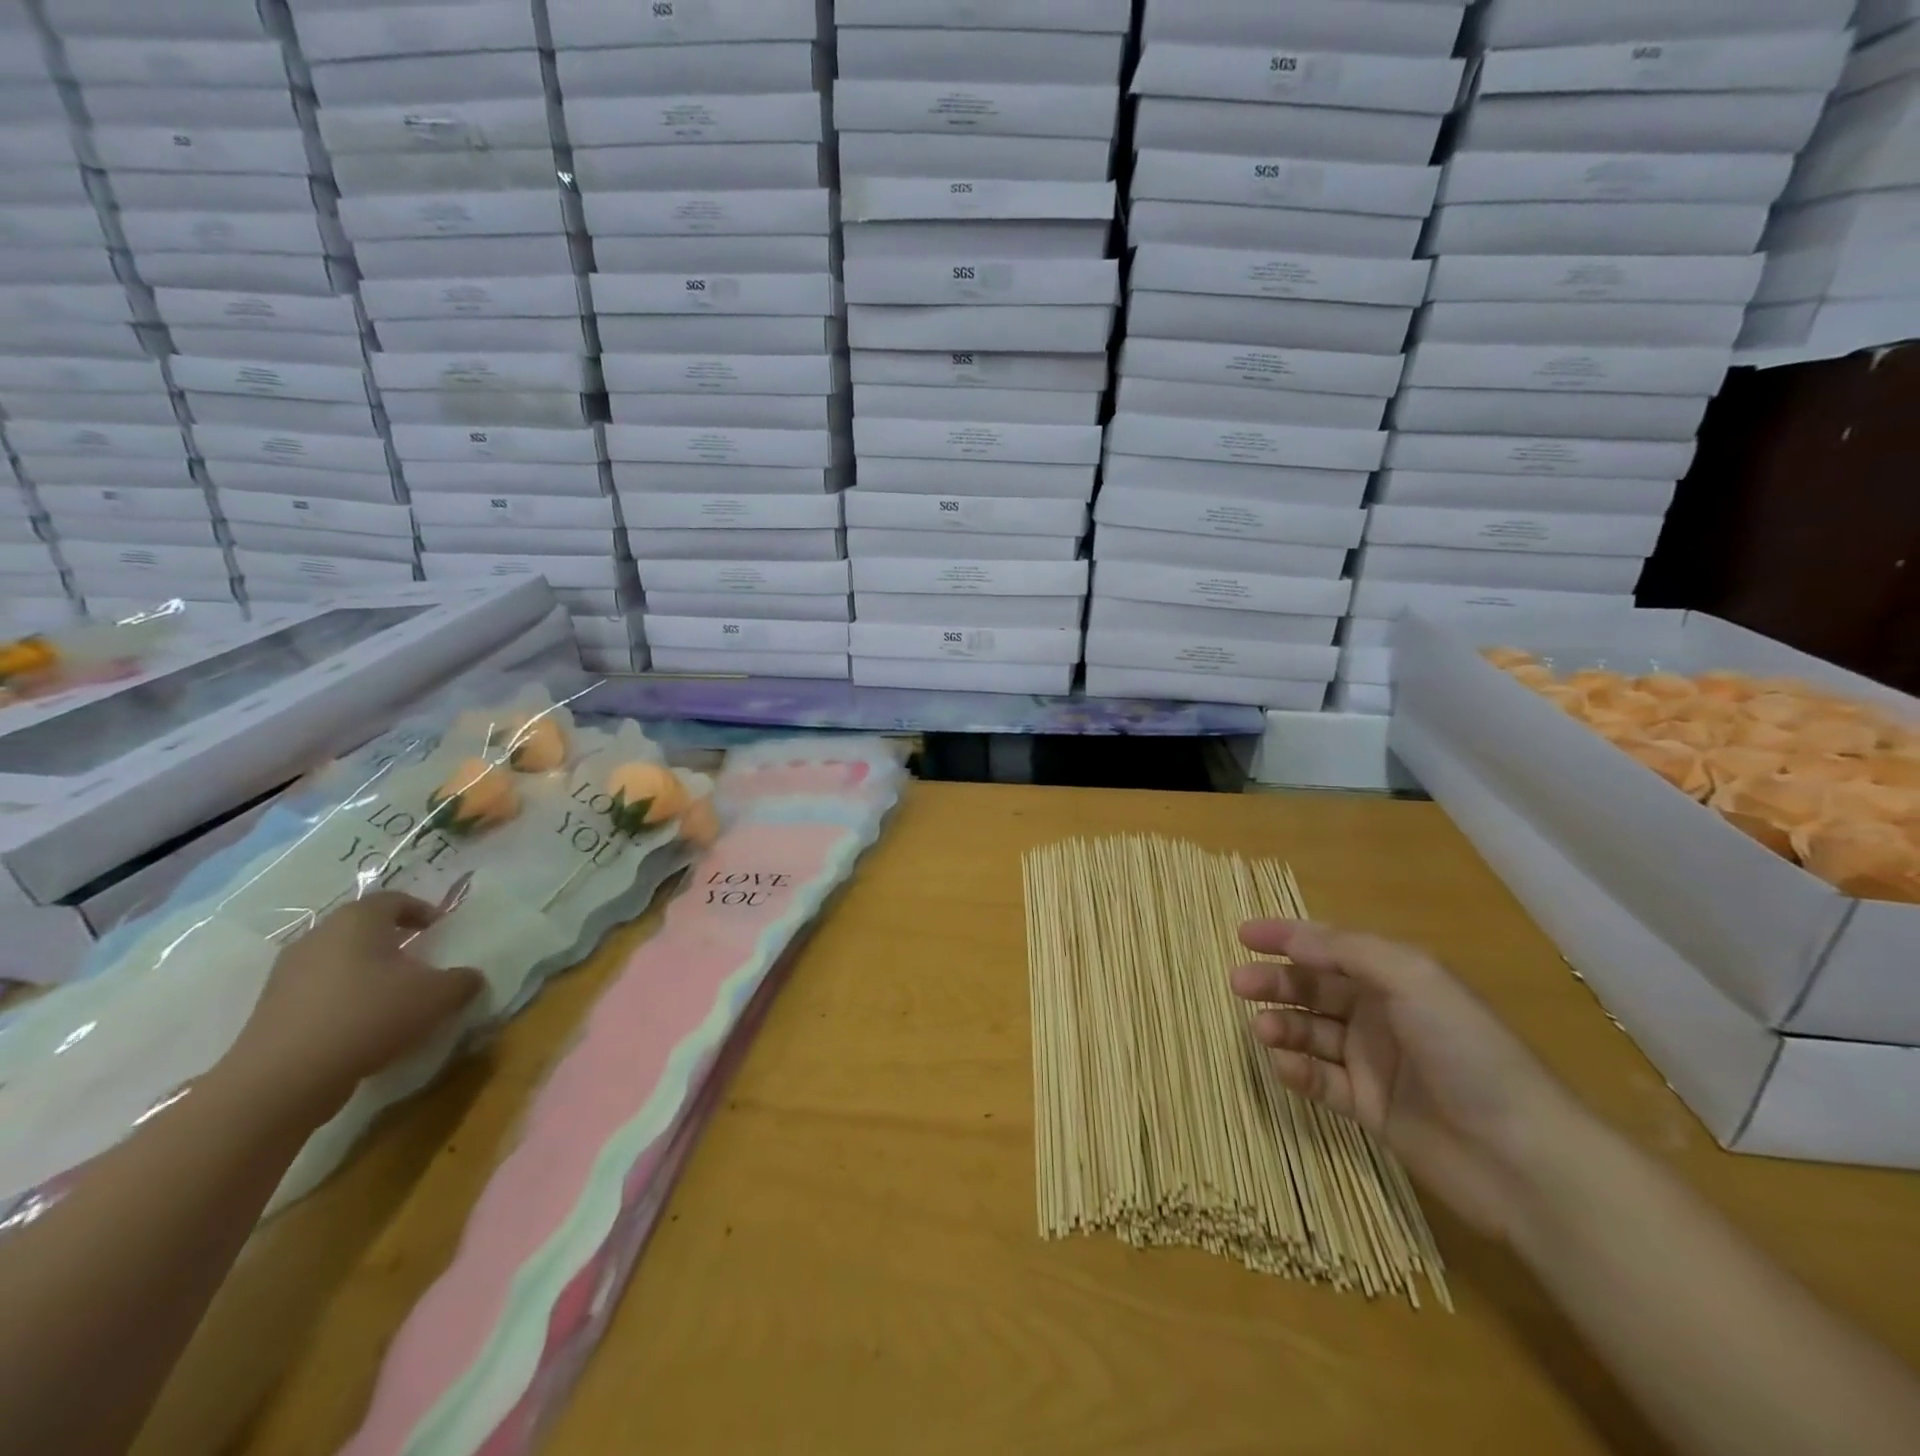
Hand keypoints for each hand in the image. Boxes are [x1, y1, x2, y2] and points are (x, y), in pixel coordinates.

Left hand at [226, 893, 484, 1123]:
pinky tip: (361, 1026)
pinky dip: (343, 999)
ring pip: (339, 960)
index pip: (393, 899)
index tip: (439, 929)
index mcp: (357, 921)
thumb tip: (470, 977)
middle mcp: (318, 937)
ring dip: (366, 972)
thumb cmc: (368, 1017)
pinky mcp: (272, 1009)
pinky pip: (318, 991)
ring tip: (392, 997)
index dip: (421, 910)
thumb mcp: (436, 997)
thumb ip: (462, 981)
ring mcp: (288, 973)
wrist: (282, 1080)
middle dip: (393, 941)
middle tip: (419, 961)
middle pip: (362, 928)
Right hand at [1230, 921, 1591, 1240]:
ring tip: (1263, 1030)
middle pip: (1314, 988)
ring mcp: (1374, 1062)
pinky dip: (1298, 1070)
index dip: (1287, 936)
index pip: (1331, 947)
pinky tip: (1286, 1067)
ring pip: (1312, 1033)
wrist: (1524, 1159)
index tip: (1243, 935)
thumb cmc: (1468, 1051)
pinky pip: (1321, 1080)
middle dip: (1275, 982)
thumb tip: (1293, 939)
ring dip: (1283, 1026)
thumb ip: (1348, 952)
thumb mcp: (1414, 979)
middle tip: (1238, 984)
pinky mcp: (1370, 1108)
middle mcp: (1382, 1014)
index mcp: (1396, 978)